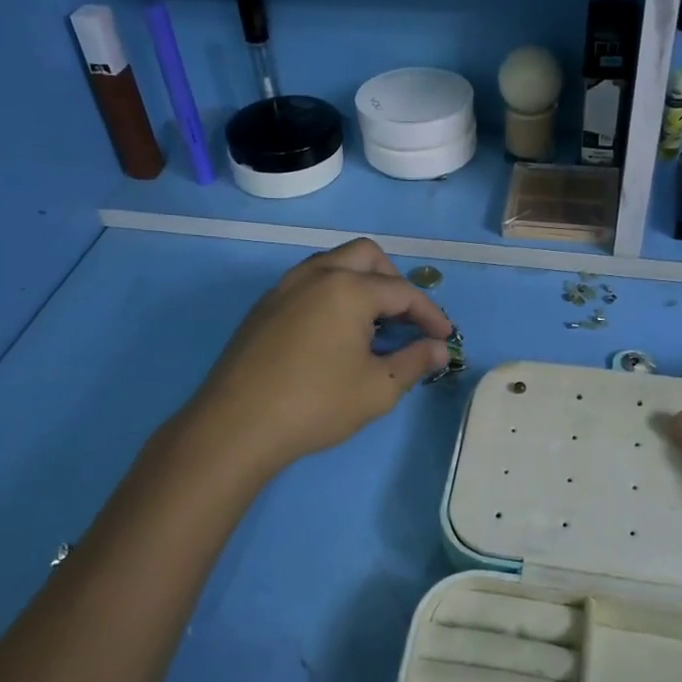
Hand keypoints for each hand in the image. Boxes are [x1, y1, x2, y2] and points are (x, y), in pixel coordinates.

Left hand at [189, 239, 453, 476]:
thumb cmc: (316, 405)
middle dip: (394, 281)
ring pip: (332, 263)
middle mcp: (315, 274)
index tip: (445, 337)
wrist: (236, 425)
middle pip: (366, 255)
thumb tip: (438, 349)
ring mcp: (284, 287)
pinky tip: (333, 333)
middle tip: (406, 318)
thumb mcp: (378, 389)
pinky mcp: (263, 307)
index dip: (430, 314)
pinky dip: (331, 294)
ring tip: (371, 324)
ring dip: (360, 282)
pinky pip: (307, 283)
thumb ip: (414, 361)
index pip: (402, 292)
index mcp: (348, 289)